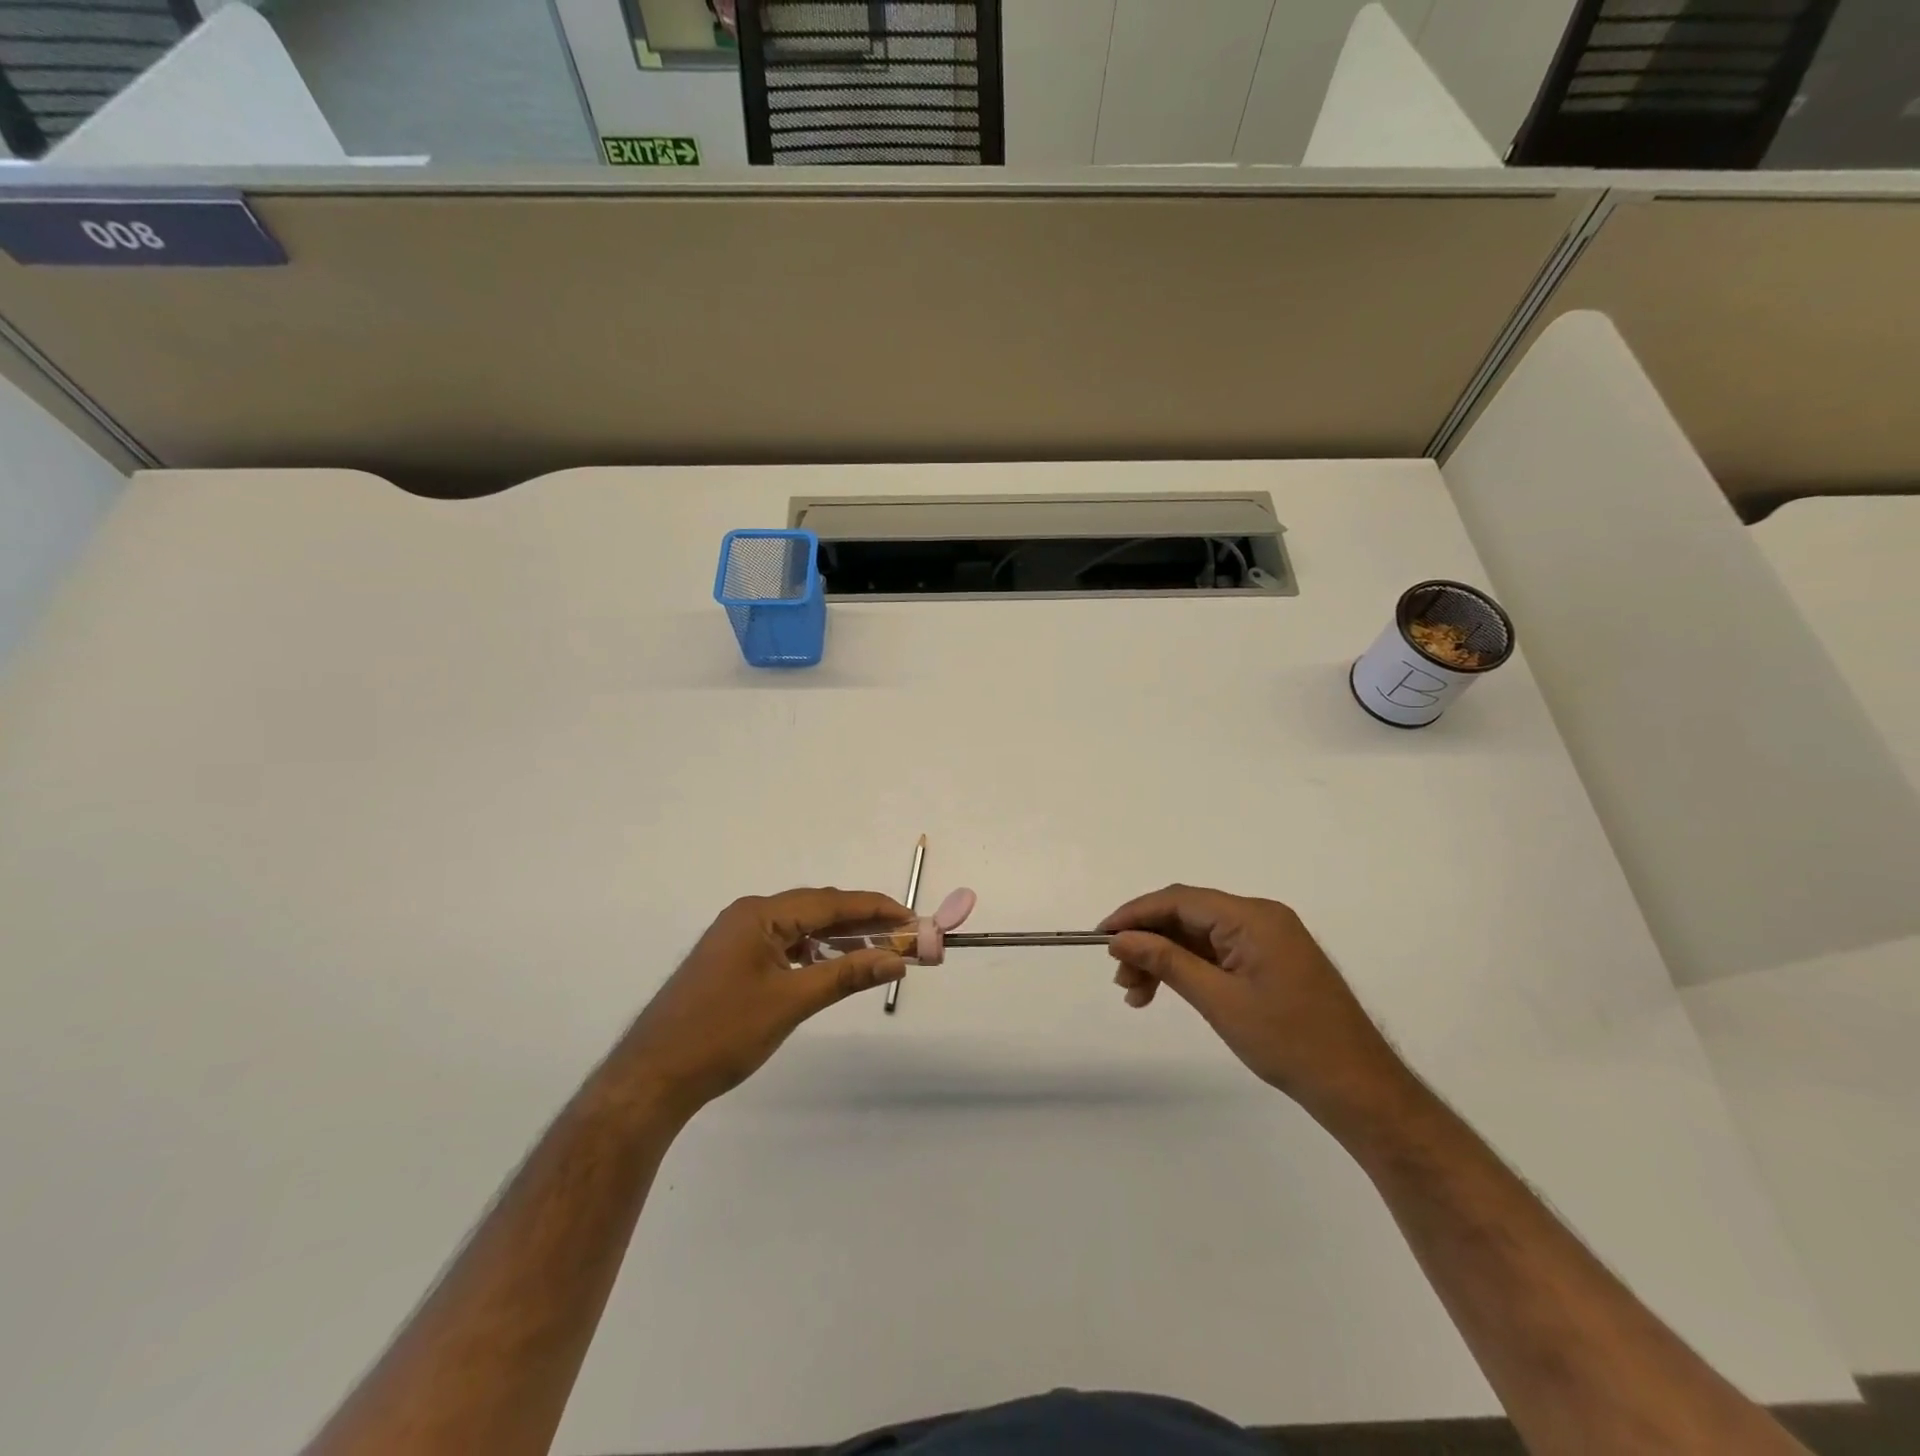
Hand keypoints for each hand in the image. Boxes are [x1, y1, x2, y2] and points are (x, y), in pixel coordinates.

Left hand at [615, 889, 911, 1119]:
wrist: (652, 1078)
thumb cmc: (723, 1034)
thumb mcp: (791, 1002)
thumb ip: (846, 975)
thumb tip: (897, 959)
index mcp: (759, 914)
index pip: (830, 902)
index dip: (875, 908)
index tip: (912, 918)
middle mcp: (748, 915)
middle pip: (816, 910)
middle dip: (861, 923)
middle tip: (903, 937)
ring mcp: (737, 938)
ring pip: (800, 929)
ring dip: (839, 939)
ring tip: (879, 952)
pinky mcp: (733, 961)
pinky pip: (784, 946)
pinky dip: (814, 954)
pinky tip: (834, 967)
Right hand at [1101, 885, 1410, 1124]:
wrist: (1358, 1088)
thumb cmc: (1288, 1042)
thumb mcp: (1218, 1000)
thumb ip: (1166, 962)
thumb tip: (1120, 939)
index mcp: (1253, 917)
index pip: (1179, 900)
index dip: (1135, 914)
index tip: (1101, 936)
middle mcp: (1260, 917)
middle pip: (1188, 916)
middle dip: (1148, 942)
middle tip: (1120, 977)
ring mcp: (1268, 939)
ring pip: (1199, 936)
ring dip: (1165, 958)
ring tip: (1137, 995)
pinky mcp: (1271, 961)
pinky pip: (1218, 952)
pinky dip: (1189, 969)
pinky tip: (1167, 992)